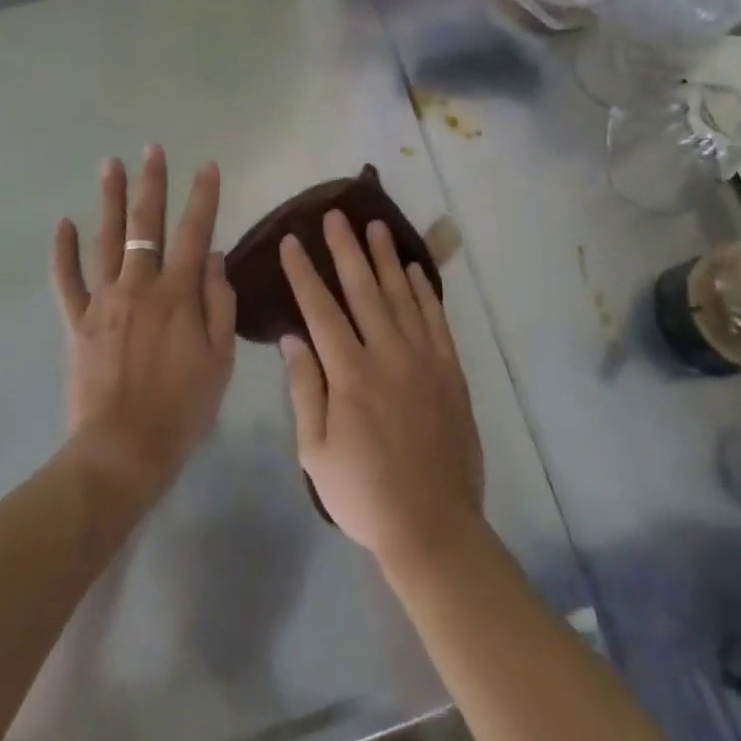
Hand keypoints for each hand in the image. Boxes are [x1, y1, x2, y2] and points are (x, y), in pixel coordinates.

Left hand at [50, 146, 236, 502]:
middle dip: (151, 183)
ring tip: (109, 164)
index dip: (203, 196)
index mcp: (178, 294)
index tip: (207, 165)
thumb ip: (218, 301)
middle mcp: (140, 285)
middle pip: (146, 224)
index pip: (194, 231)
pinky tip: (63, 223)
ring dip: (109, 199)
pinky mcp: (78, 322)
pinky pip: (66, 281)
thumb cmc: (182, 408)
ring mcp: (104, 301)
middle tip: (152, 149)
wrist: (122, 452)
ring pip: (105, 240)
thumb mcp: (220, 358)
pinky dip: (63, 252)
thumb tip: (211, 255)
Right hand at [279, 211, 484, 570]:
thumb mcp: (315, 452)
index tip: (291, 241)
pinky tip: (415, 269)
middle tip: (335, 214)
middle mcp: (387, 354)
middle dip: (346, 249)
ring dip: (386, 257)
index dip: (304, 273)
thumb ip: (304, 389)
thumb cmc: (363, 493)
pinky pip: (436, 319)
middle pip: (363, 289)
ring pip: (401, 294)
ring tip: (375, 225)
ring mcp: (423, 359)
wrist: (433, 526)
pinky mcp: (450, 370)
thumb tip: (291, 338)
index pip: (321, 310)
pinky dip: (425, 290)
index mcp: (350, 374)